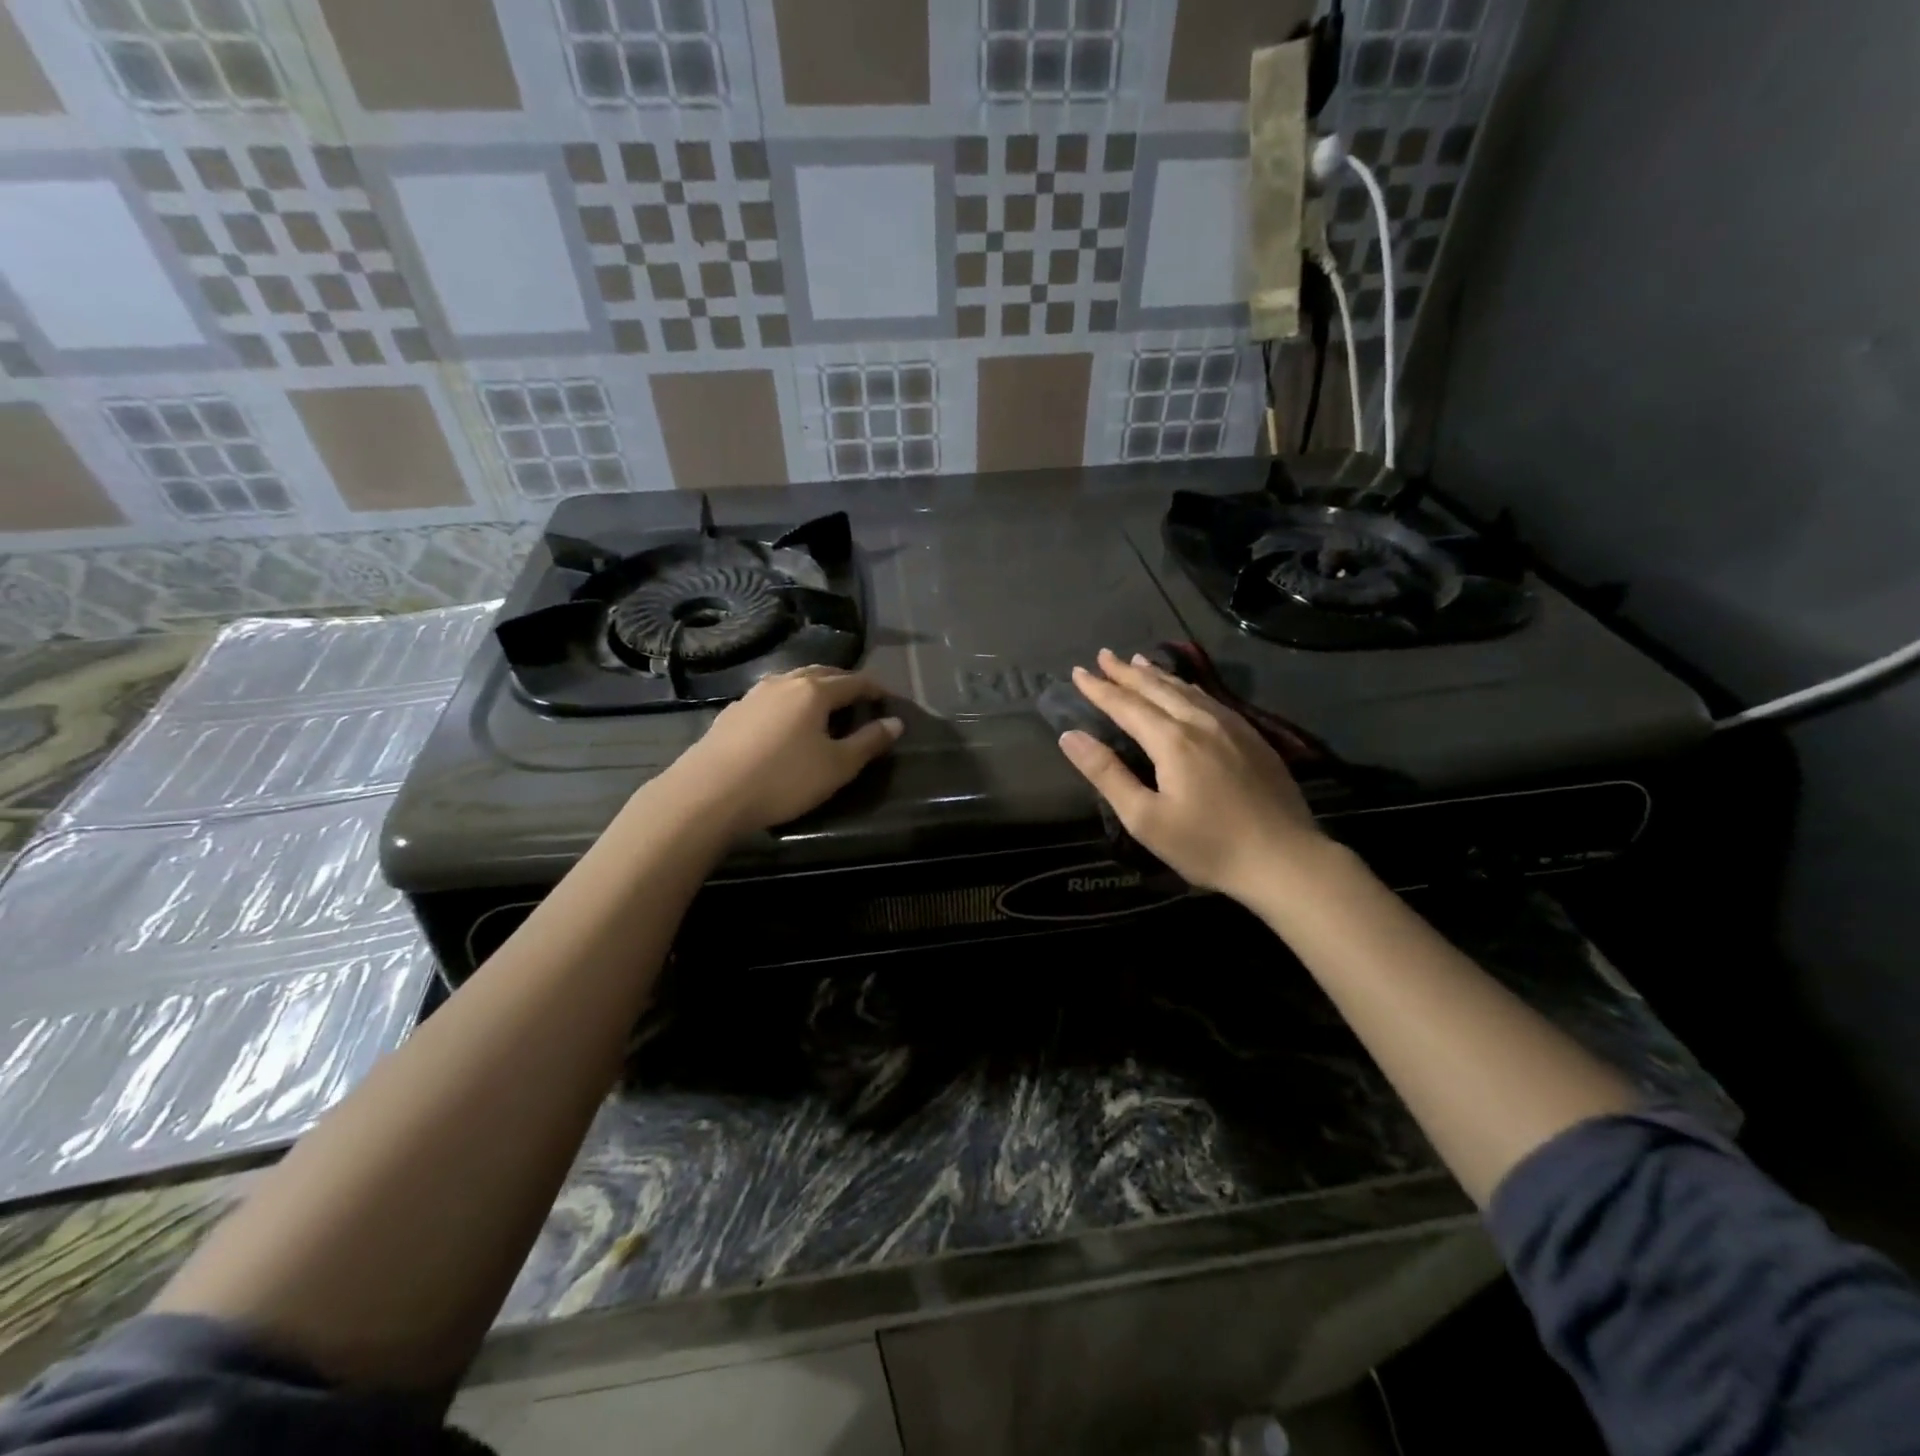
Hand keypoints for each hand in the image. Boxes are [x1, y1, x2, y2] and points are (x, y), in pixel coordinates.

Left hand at [658, 666, 902, 835]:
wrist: (709, 793)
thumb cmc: (783, 779)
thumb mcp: (836, 767)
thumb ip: (868, 742)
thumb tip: (895, 723)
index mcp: (814, 691)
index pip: (853, 681)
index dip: (874, 688)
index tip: (887, 697)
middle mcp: (784, 682)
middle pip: (821, 673)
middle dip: (844, 681)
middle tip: (859, 696)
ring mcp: (754, 695)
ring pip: (792, 681)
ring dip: (813, 688)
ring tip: (824, 705)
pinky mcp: (732, 712)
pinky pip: (770, 697)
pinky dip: (788, 701)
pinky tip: (784, 720)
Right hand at [1056, 649, 1328, 902]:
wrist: (1284, 859)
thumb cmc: (1207, 845)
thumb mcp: (1146, 819)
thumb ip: (1107, 774)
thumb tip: (1070, 736)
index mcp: (1172, 741)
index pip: (1126, 705)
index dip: (1100, 688)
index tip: (1077, 672)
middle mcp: (1200, 722)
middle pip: (1156, 688)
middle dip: (1126, 672)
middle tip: (1103, 655)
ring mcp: (1232, 727)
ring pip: (1186, 690)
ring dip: (1157, 675)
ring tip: (1138, 661)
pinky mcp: (1253, 737)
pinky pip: (1210, 699)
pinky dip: (1187, 687)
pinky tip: (1187, 690)